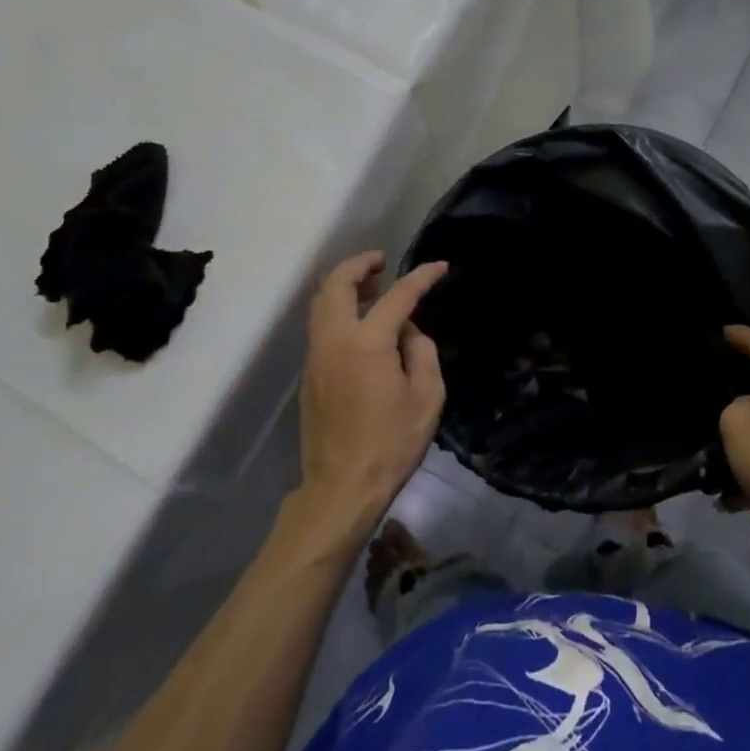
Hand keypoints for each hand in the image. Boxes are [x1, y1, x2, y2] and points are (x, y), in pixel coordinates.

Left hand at [295, 252, 448, 527]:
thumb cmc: (391, 444)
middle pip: (337, 283)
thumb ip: (422, 352)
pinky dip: (337, 308)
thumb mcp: (427, 397)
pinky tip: (361, 324)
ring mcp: (316, 355)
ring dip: (345, 285)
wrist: (341, 488)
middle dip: (361, 264)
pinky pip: (320, 324)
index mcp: (367, 343)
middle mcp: (335, 339)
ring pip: (321, 302)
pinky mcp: (310, 373)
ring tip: (373, 289)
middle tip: (383, 262)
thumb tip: (408, 332)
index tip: (440, 267)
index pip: (397, 296)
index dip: (421, 277)